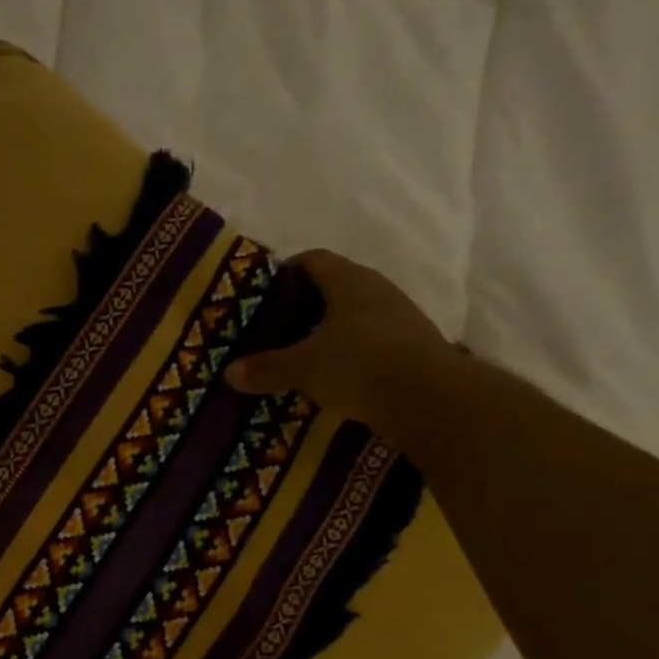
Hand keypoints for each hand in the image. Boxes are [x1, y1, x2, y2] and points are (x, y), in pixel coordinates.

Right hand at [226, 250, 454, 445]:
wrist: (429, 398)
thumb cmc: (359, 365)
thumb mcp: (303, 368)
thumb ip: (267, 368)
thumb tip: (229, 373)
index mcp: (349, 282)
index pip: (313, 260)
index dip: (286, 272)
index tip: (264, 294)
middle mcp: (377, 290)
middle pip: (334, 287)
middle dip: (304, 305)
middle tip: (276, 328)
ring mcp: (400, 318)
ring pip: (354, 316)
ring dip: (329, 331)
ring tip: (301, 355)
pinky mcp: (412, 347)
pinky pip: (371, 341)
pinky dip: (350, 353)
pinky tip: (334, 376)